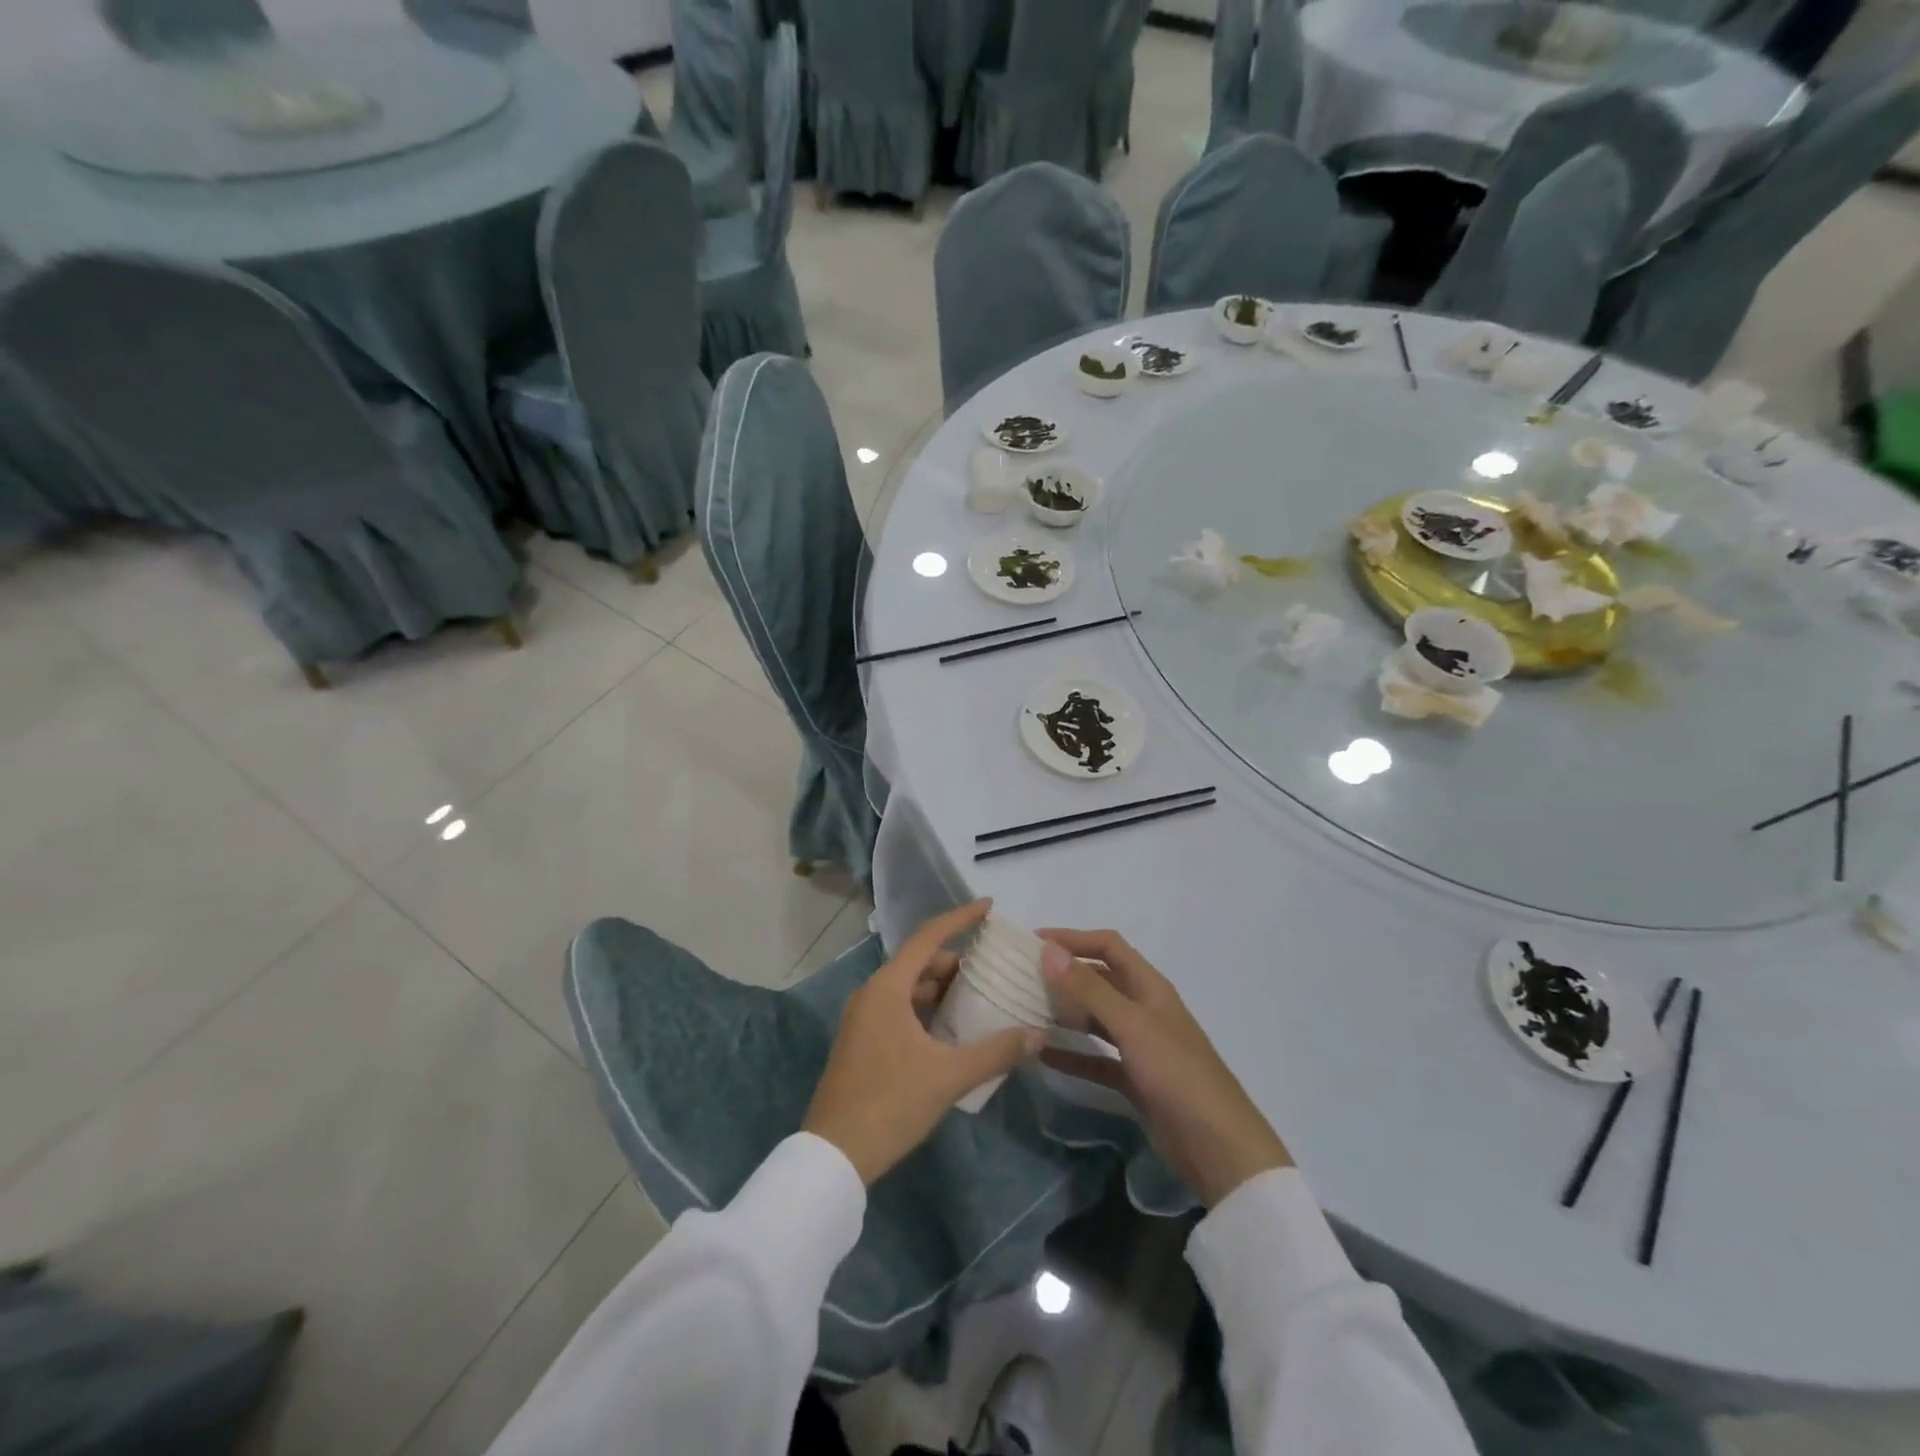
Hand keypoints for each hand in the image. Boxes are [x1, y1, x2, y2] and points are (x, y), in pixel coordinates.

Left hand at [803, 901, 1043, 1184]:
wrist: (834, 1155)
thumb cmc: (890, 1103)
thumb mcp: (948, 1077)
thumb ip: (996, 1052)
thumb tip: (1038, 1034)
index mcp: (887, 988)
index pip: (928, 937)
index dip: (960, 919)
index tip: (989, 907)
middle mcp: (872, 994)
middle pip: (919, 963)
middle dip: (956, 963)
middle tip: (993, 971)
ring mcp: (864, 1019)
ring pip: (909, 988)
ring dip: (942, 989)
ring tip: (979, 999)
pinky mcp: (863, 1042)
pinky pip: (900, 1009)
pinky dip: (928, 1010)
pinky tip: (953, 1031)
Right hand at [1039, 929, 1291, 1206]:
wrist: (1218, 1147)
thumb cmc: (1177, 1073)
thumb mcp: (1131, 1025)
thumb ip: (1089, 988)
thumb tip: (1049, 949)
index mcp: (1150, 987)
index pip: (1108, 946)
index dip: (1073, 938)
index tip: (1033, 941)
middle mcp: (1144, 1009)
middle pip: (1099, 980)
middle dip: (1065, 974)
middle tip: (1021, 977)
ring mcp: (1139, 1046)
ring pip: (1095, 1019)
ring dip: (1065, 1013)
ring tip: (1025, 1011)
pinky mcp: (1133, 1080)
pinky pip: (1095, 1059)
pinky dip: (1071, 1055)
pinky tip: (1042, 1056)